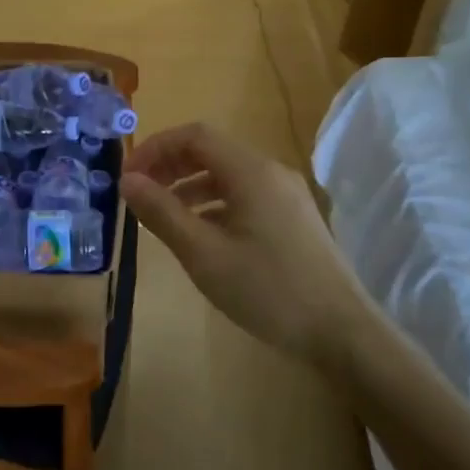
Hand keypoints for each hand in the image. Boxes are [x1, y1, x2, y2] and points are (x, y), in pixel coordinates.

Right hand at [121, 122, 358, 364]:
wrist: (342, 333)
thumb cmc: (268, 290)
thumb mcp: (204, 254)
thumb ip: (162, 213)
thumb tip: (127, 180)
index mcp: (251, 172)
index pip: (194, 135)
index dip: (155, 148)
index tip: (128, 176)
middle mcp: (270, 172)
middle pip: (211, 151)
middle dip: (169, 166)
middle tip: (138, 194)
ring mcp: (285, 195)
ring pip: (227, 175)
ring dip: (188, 186)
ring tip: (160, 216)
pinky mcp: (292, 218)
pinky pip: (243, 196)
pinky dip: (212, 204)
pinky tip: (197, 234)